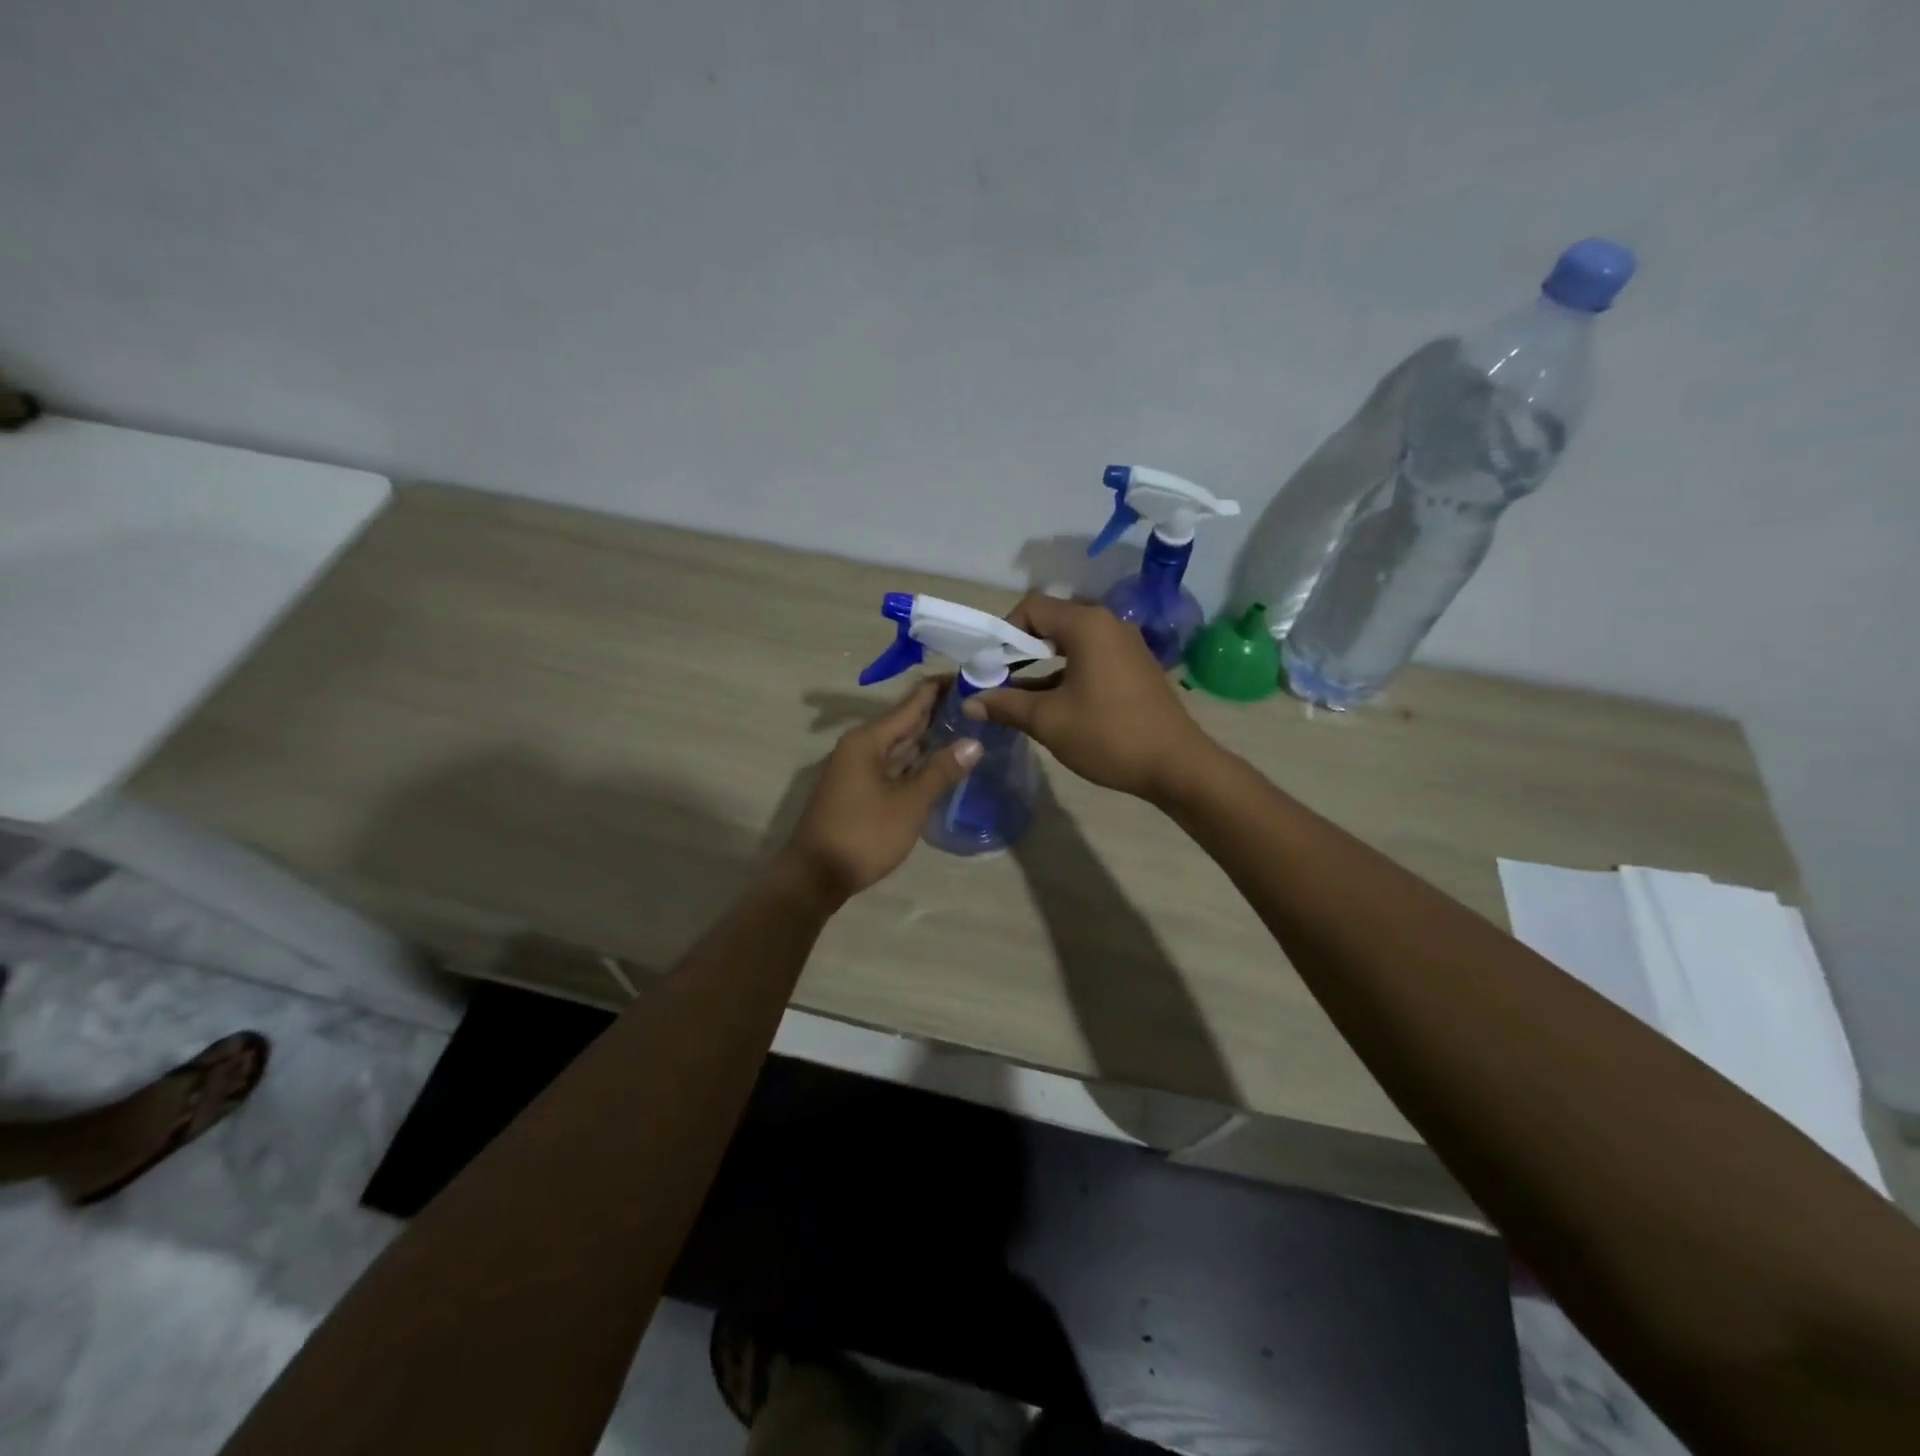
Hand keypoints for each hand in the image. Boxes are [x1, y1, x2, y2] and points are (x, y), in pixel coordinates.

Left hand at [780, 679, 981, 905]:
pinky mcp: (859, 790)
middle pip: (905, 722)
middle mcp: (861, 746)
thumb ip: (941, 771)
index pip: (911, 703)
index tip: (971, 677)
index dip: (940, 689)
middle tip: (978, 703)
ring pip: (899, 745)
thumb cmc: (864, 834)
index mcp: (869, 740)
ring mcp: (858, 769)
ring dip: (928, 738)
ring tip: (966, 727)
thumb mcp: (909, 803)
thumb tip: (974, 743)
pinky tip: (939, 762)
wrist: (816, 875)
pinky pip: (893, 765)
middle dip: (939, 712)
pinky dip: (916, 761)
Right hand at [963, 592, 1216, 801]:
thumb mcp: (1048, 721)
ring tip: (1019, 696)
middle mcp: (1108, 624)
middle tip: (999, 678)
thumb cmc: (1108, 735)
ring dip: (1042, 664)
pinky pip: (1091, 657)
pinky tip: (1052, 703)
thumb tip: (969, 702)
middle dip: (1020, 648)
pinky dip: (1066, 672)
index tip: (989, 665)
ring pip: (1071, 643)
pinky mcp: (1134, 666)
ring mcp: (1125, 645)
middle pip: (1051, 621)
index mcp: (1087, 625)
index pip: (1032, 607)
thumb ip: (1006, 705)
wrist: (1177, 765)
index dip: (1003, 632)